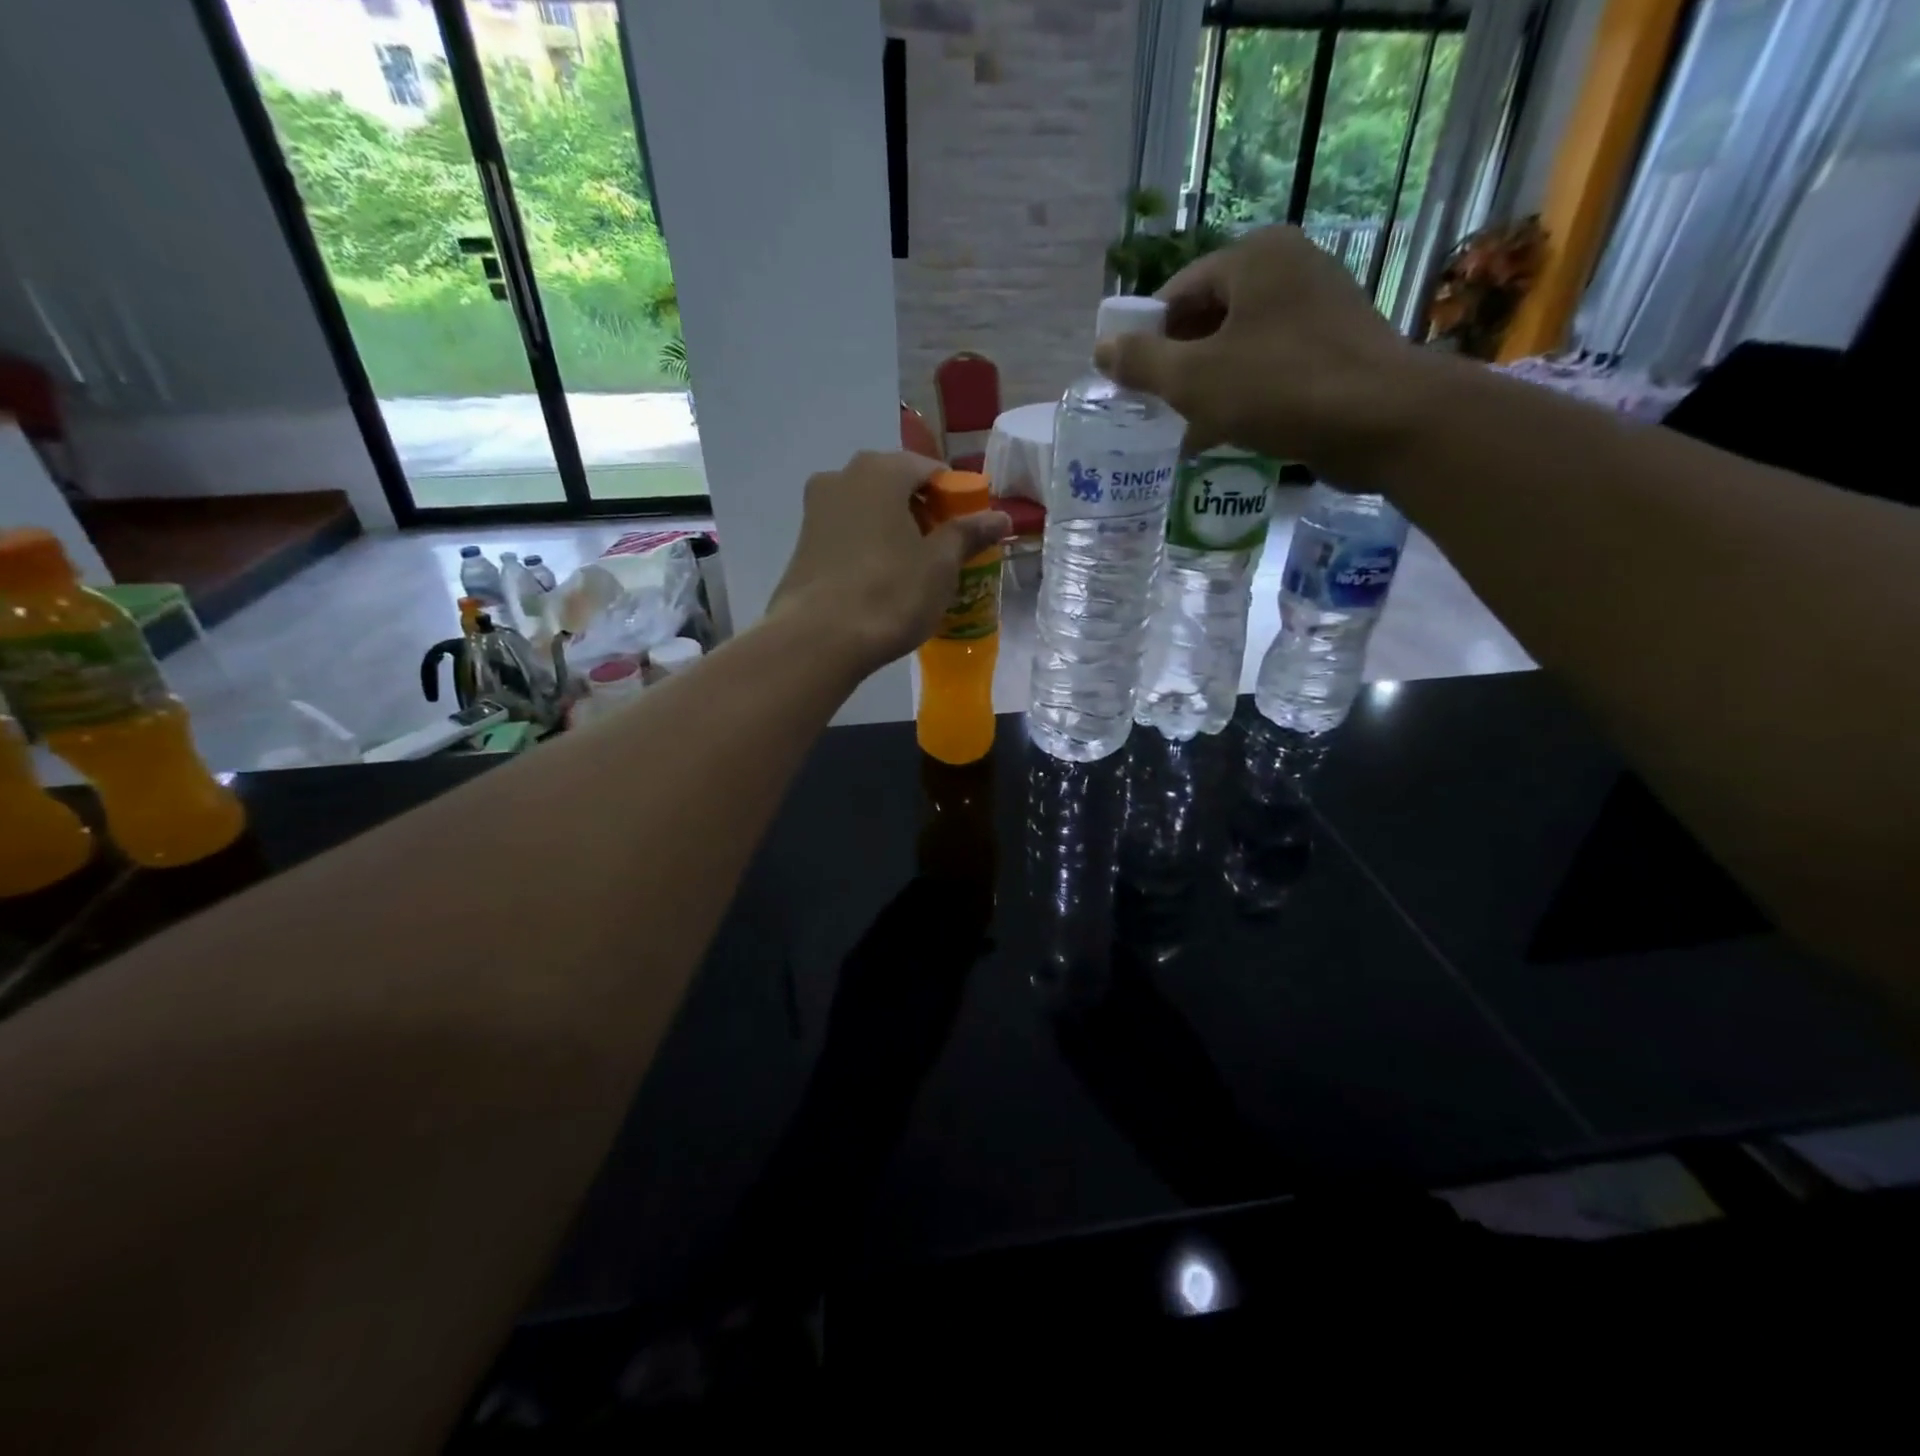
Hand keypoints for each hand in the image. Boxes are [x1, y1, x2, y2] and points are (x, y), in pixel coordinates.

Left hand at [769, 450, 1010, 676]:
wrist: (818, 640)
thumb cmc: (889, 593)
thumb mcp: (940, 566)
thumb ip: (969, 534)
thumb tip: (1000, 516)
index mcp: (881, 470)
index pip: (931, 469)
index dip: (956, 498)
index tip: (969, 530)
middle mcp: (842, 476)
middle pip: (896, 486)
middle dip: (924, 513)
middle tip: (945, 551)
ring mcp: (816, 509)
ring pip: (869, 510)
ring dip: (895, 530)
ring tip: (915, 569)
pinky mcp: (802, 543)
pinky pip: (848, 533)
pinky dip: (869, 547)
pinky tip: (881, 581)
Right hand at [1094, 225, 1417, 476]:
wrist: (1383, 421)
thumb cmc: (1280, 388)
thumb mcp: (1194, 379)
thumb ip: (1142, 362)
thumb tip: (1102, 348)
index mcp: (1254, 258)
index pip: (1178, 292)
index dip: (1146, 337)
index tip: (1129, 382)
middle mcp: (1289, 269)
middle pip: (1209, 317)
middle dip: (1177, 365)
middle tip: (1153, 409)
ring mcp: (1318, 308)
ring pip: (1239, 347)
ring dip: (1207, 387)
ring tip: (1181, 429)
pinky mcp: (1335, 348)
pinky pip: (1270, 367)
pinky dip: (1242, 396)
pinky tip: (1223, 435)